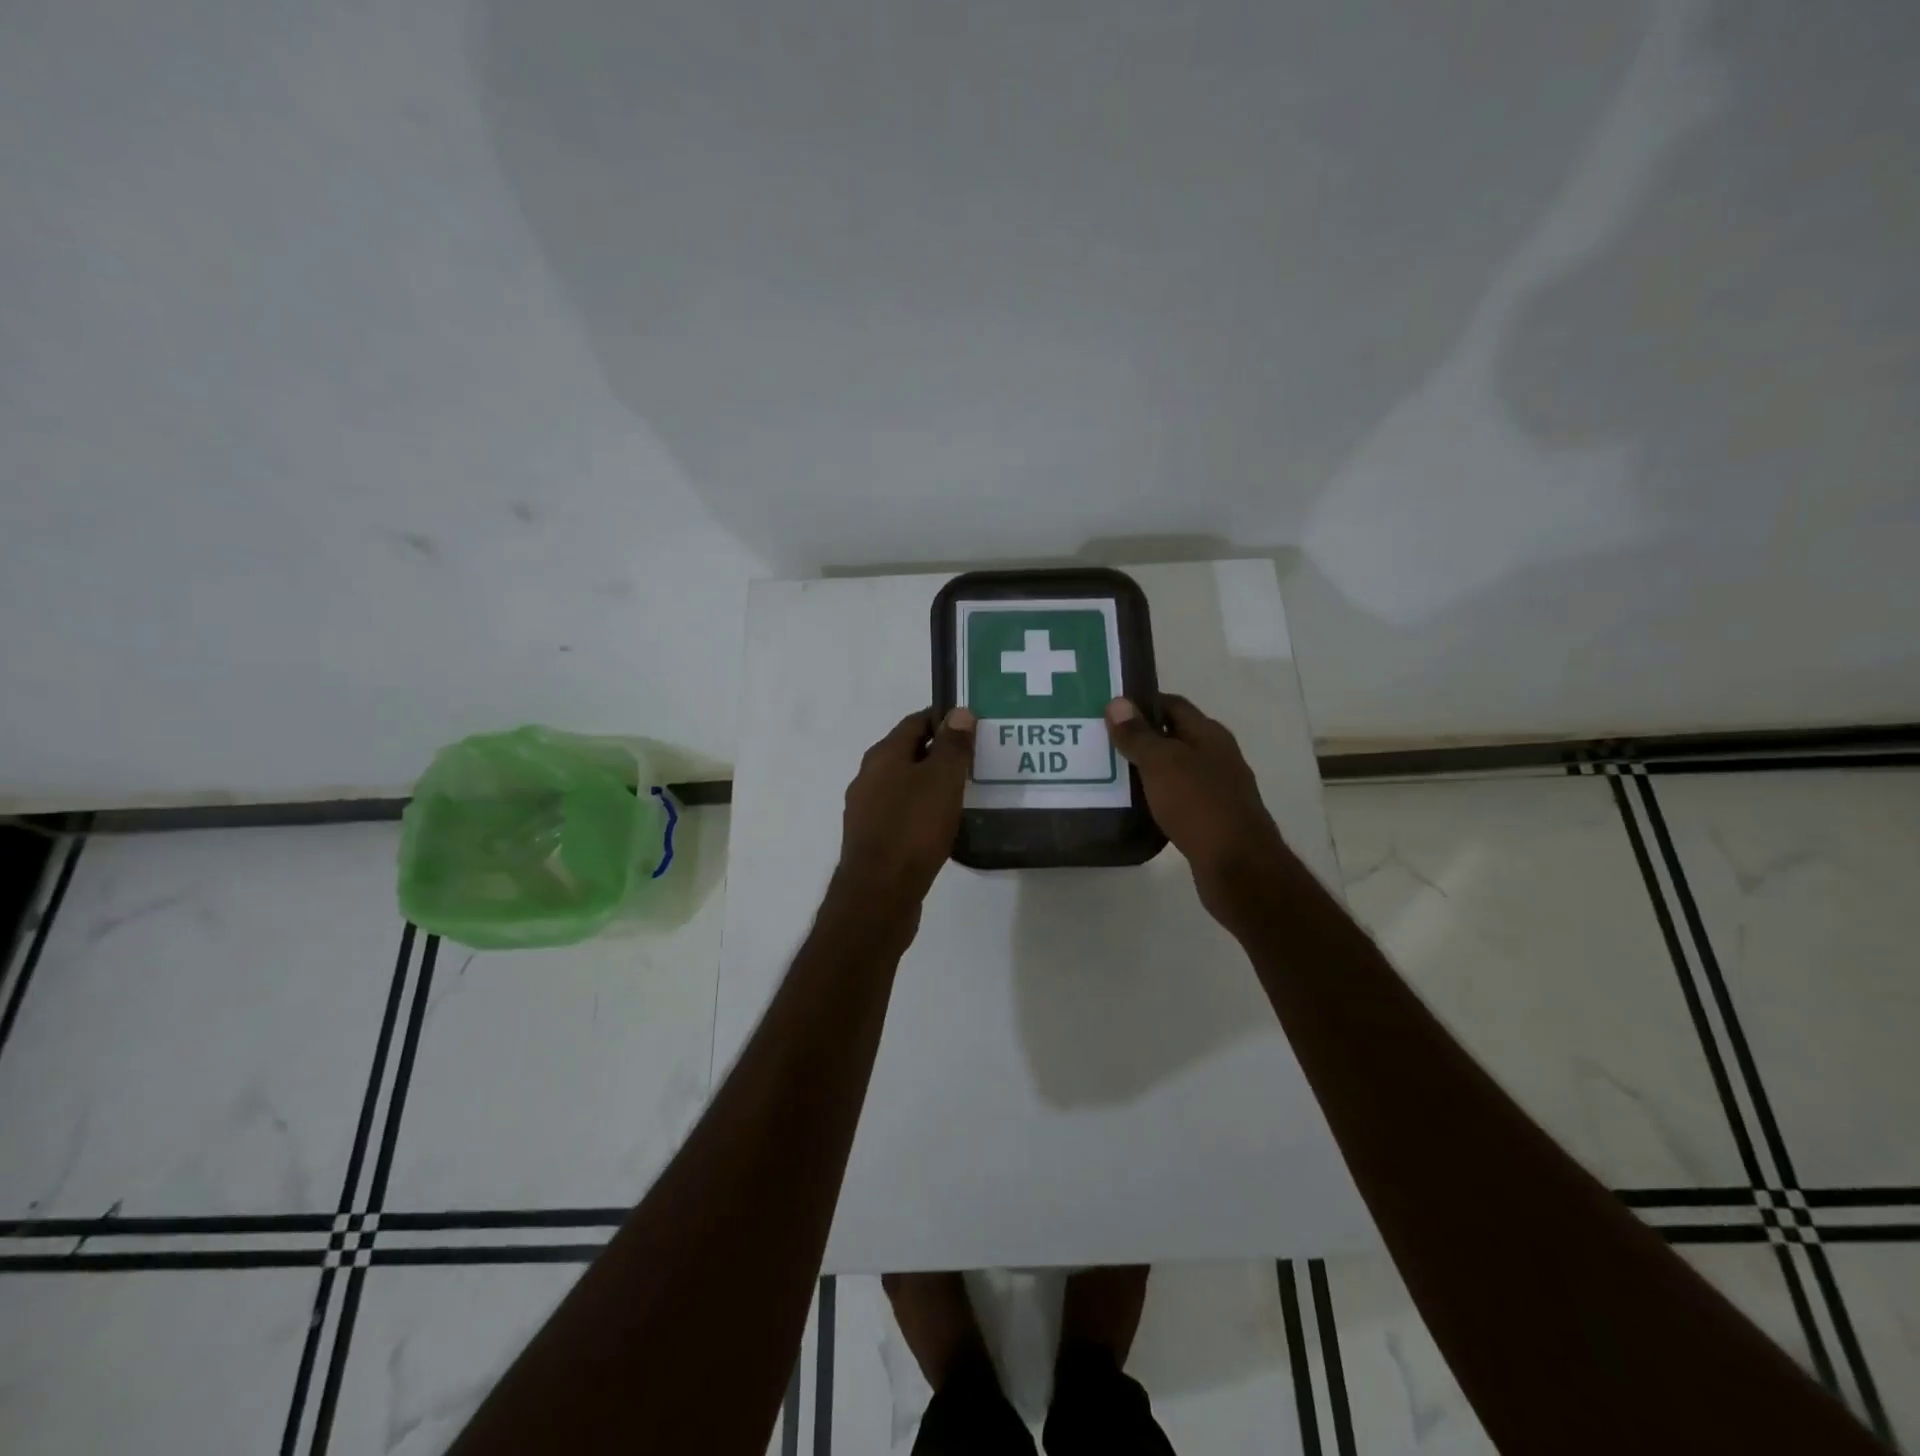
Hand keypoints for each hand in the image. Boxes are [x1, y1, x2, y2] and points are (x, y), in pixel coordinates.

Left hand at [834, 706, 974, 913]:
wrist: (879, 893)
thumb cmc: (913, 828)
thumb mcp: (941, 780)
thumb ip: (952, 745)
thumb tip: (958, 712)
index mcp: (883, 756)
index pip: (915, 722)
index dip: (943, 719)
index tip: (972, 724)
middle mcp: (869, 778)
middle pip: (908, 753)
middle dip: (940, 752)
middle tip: (975, 758)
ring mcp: (867, 811)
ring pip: (905, 785)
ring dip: (932, 783)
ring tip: (965, 791)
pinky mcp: (873, 840)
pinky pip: (902, 813)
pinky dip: (923, 810)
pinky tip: (944, 824)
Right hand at [1106, 694, 1293, 926]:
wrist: (1237, 865)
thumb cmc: (1198, 804)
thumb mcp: (1161, 763)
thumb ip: (1138, 735)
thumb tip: (1117, 702)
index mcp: (1209, 734)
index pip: (1173, 705)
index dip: (1142, 703)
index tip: (1109, 710)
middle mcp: (1217, 756)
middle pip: (1174, 737)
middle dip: (1140, 737)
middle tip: (1101, 741)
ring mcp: (1217, 789)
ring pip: (1175, 769)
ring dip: (1147, 770)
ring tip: (1109, 773)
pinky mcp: (1211, 819)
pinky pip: (1178, 798)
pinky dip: (1156, 797)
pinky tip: (1134, 806)